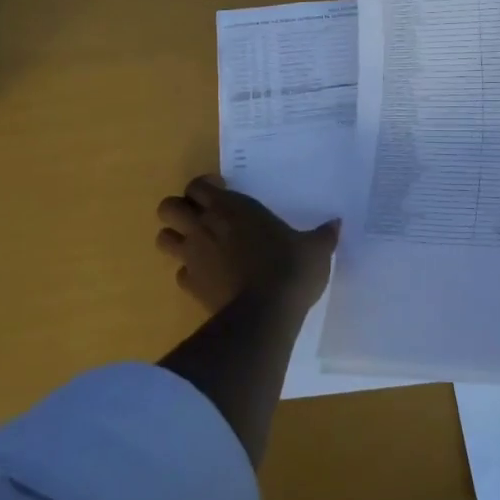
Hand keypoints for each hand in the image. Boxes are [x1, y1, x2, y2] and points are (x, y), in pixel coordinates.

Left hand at [155, 175, 338, 315]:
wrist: (266, 313)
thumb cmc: (290, 267)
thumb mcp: (315, 248)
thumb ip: (323, 234)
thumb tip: (336, 224)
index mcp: (231, 207)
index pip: (197, 185)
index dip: (204, 188)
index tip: (222, 193)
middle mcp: (205, 227)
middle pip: (168, 207)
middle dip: (179, 210)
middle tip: (202, 217)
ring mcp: (193, 257)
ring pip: (163, 238)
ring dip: (175, 238)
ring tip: (198, 245)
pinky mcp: (191, 286)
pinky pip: (179, 273)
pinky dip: (189, 272)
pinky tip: (209, 277)